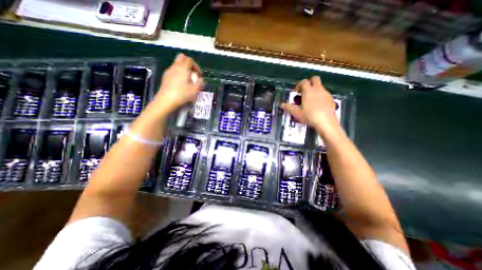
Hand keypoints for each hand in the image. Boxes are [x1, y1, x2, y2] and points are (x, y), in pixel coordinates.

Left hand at [150, 54, 202, 114]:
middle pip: (182, 57)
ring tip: (187, 79)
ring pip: (177, 63)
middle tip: (193, 73)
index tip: (199, 75)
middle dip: (189, 63)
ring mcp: (169, 71)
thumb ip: (200, 83)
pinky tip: (180, 83)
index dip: (196, 66)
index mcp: (183, 68)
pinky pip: (173, 70)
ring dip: (184, 68)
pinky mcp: (165, 76)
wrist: (167, 100)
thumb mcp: (195, 90)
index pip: (190, 60)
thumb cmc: (182, 94)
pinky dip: (178, 72)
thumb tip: (201, 79)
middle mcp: (175, 67)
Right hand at [281, 75, 339, 135]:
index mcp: (308, 91)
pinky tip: (318, 106)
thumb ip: (289, 108)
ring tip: (310, 101)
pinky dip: (320, 96)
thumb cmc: (309, 116)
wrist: (326, 122)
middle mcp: (318, 89)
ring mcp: (326, 94)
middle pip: (315, 79)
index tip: (296, 92)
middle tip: (304, 92)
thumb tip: (282, 104)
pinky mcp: (331, 99)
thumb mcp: (297, 113)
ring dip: (315, 90)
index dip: (299, 85)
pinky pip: (325, 94)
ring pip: (320, 87)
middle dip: (309, 83)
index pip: (304, 81)